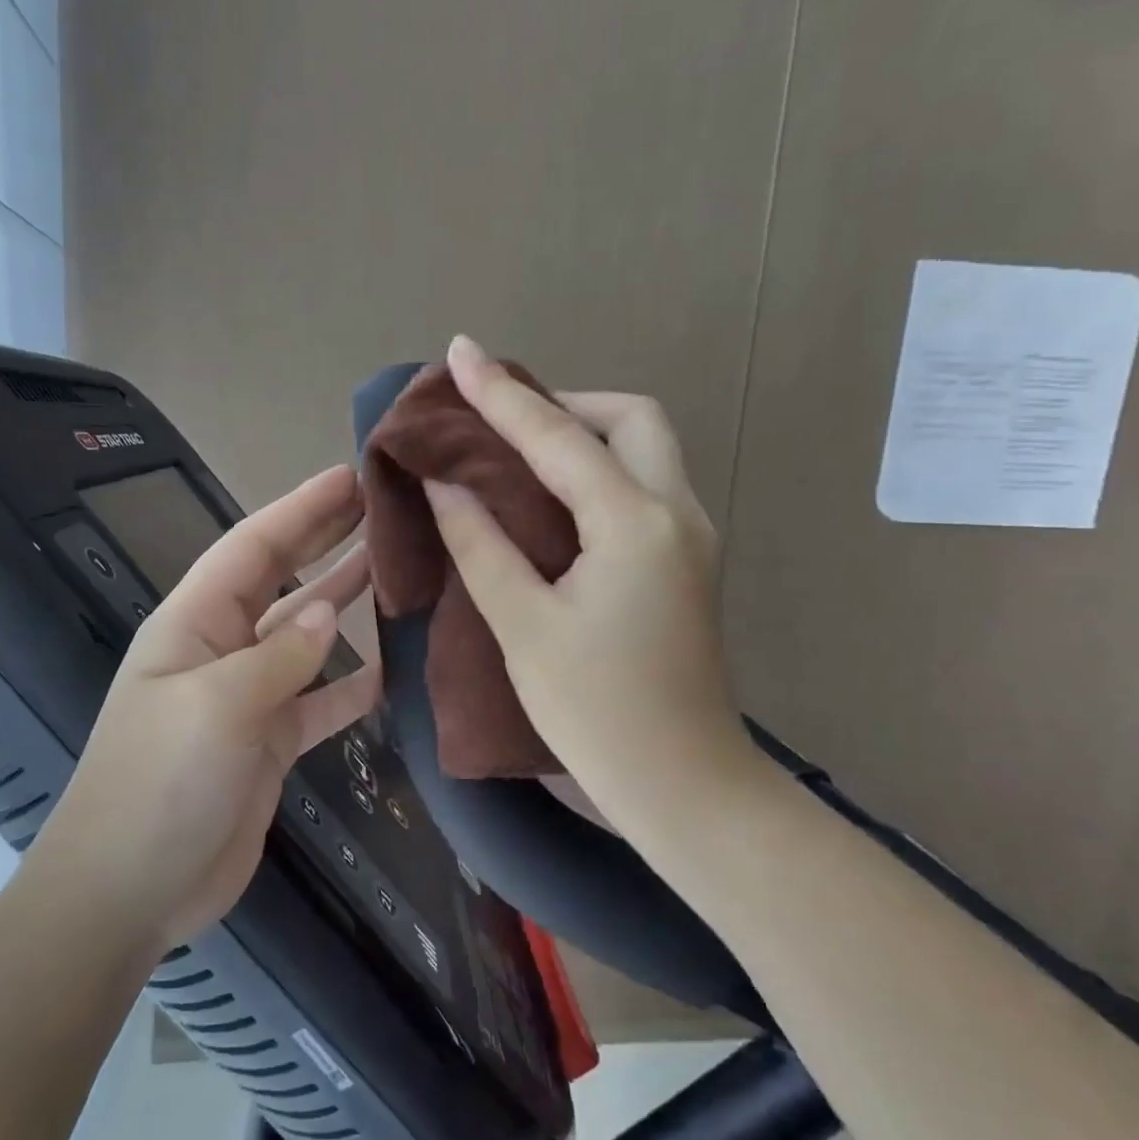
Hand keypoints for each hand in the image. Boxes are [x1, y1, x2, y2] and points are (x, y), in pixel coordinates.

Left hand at [41, 466, 380, 954]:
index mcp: (193, 623)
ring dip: (344, 603)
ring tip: (396, 569)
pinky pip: (319, 701)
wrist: (130, 890)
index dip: (301, 509)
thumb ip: (279, 657)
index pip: (253, 548)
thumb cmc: (159, 785)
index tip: (351, 476)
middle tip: (382, 506)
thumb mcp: (218, 707)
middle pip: (280, 580)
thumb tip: (326, 614)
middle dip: (325, 540)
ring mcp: (247, 698)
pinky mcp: (269, 744)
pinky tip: (393, 670)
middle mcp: (220, 650)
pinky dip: (351, 685)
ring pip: (305, 638)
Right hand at [424, 336, 755, 835]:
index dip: (501, 395)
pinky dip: (598, 471)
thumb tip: (446, 484)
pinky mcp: (687, 565)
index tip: (460, 353)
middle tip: (502, 422)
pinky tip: (553, 499)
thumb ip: (482, 544)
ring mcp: (691, 538)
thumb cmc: (596, 712)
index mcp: (634, 523)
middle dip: (565, 403)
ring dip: (585, 434)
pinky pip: (643, 488)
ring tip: (519, 452)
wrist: (684, 787)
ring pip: (645, 450)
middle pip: (631, 419)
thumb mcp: (523, 626)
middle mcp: (676, 514)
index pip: (558, 436)